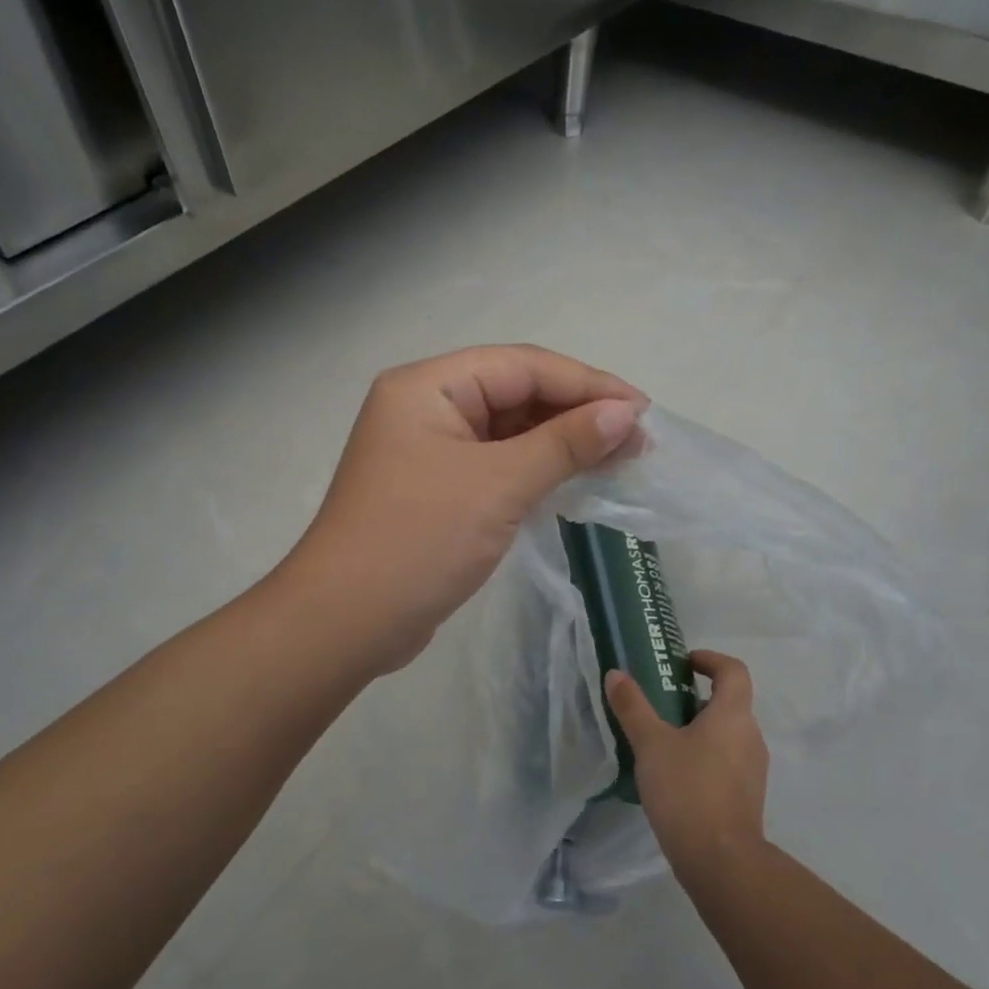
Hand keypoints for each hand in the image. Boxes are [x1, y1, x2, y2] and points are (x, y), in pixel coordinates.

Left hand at [285, 345, 644, 672]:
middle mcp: (425, 407)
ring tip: (619, 458)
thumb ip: (564, 443)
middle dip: (577, 413)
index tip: (642, 410)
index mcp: (428, 386)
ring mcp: (429, 451)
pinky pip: (497, 465)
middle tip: (637, 440)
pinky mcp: (437, 490)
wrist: (346, 623)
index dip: (586, 383)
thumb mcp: (497, 485)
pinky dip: (536, 470)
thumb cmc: (418, 540)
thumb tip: (625, 414)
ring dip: (561, 443)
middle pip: (515, 393)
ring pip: (508, 432)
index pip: (521, 366)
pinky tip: (576, 480)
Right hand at [608, 651, 769, 881]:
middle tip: (660, 705)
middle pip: (729, 702)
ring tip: (662, 743)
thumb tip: (616, 674)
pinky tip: (675, 777)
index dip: (710, 659)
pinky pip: (727, 762)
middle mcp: (750, 735)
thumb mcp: (651, 744)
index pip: (734, 670)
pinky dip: (705, 757)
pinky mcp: (747, 796)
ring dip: (700, 730)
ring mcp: (753, 769)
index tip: (683, 663)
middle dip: (696, 698)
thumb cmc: (687, 790)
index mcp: (733, 714)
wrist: (721, 861)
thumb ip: (633, 706)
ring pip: (727, 734)